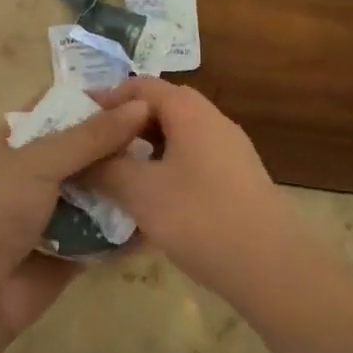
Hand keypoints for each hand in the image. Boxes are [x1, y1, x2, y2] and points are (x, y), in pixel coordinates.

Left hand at [0, 97, 150, 339]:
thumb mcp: (39, 161)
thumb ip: (90, 135)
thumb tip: (140, 106)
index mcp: (22, 139)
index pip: (63, 104)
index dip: (99, 97)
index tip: (145, 95)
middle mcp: (41, 169)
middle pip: (89, 146)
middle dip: (124, 141)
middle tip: (171, 136)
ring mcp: (58, 209)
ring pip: (104, 188)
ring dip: (132, 182)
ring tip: (176, 173)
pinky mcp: (75, 248)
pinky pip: (109, 231)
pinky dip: (131, 227)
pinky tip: (166, 215)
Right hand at [86, 78, 311, 304]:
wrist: (273, 266)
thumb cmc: (200, 218)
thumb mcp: (140, 192)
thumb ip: (106, 169)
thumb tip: (81, 159)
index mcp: (189, 111)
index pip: (141, 86)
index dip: (107, 99)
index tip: (79, 121)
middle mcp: (212, 120)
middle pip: (161, 108)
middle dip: (125, 125)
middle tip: (96, 148)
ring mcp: (230, 149)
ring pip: (178, 136)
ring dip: (146, 149)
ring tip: (118, 175)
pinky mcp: (238, 178)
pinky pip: (193, 159)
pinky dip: (167, 168)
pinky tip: (153, 201)